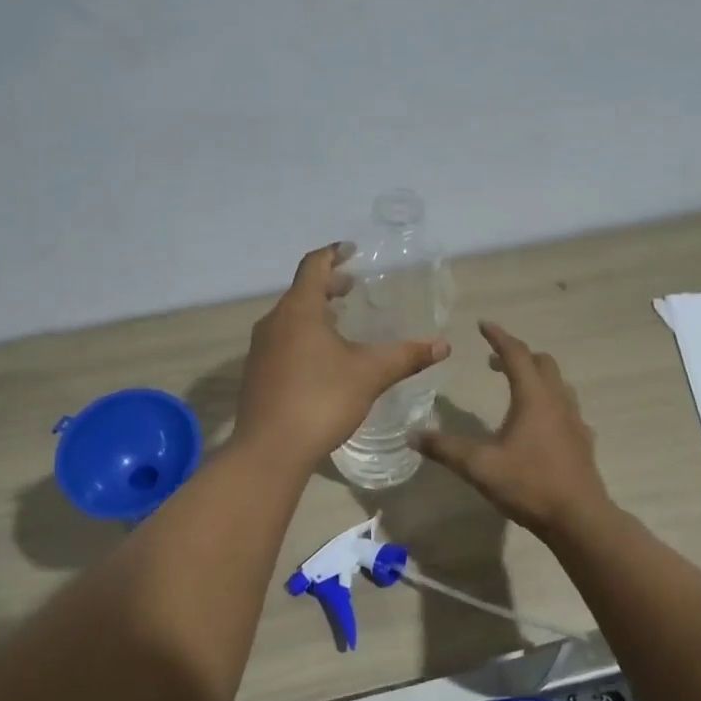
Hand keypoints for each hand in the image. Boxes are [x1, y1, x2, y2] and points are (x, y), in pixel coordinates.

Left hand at [234, 244, 450, 469]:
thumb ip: (406, 356)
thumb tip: (443, 345)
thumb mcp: (370, 375)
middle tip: (353, 289)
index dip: (334, 254)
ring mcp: (260, 349)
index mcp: (298, 310)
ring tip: (341, 324)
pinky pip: (282, 342)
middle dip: (328, 286)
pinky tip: (321, 361)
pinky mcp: (256, 374)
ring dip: (315, 314)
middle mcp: (273, 322)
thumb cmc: (321, 400)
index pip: (314, 266)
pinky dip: (303, 337)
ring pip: (290, 319)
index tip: (352, 251)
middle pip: (301, 292)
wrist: (270, 449)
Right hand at [413, 322, 610, 537]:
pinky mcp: (582, 441)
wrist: (579, 518)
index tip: (483, 324)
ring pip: (557, 384)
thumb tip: (412, 436)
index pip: (516, 355)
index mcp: (534, 398)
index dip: (498, 337)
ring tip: (514, 387)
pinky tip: (536, 424)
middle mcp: (557, 401)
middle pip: (542, 363)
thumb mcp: (479, 466)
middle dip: (518, 355)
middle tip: (493, 361)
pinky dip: (547, 401)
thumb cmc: (529, 484)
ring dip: (536, 376)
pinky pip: (565, 408)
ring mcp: (574, 421)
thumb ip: (445, 449)